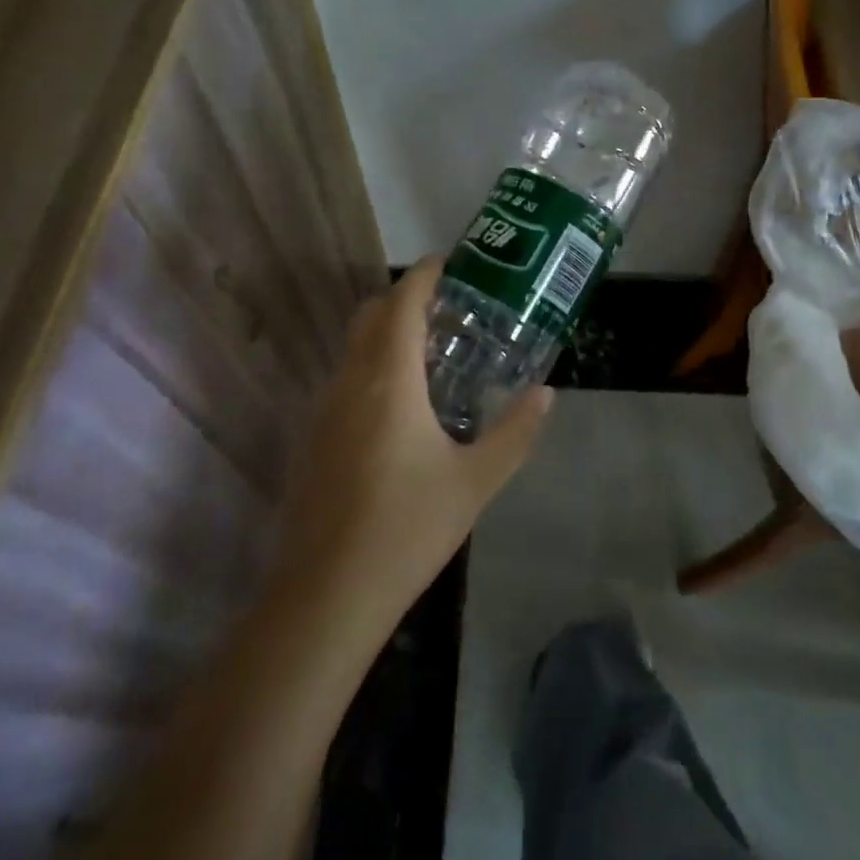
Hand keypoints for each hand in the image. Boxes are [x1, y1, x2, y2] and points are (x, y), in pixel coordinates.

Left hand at [272, 258, 551, 633]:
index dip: (425, 275)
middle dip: (405, 299)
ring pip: (353, 348)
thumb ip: (515, 431)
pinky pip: (345, 380)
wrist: (325, 596)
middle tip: (450, 308)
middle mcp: (349, 382)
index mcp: (389, 380)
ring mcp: (324, 411)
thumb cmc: (408, 528)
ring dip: (387, 334)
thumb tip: (546, 393)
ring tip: (432, 352)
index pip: (403, 303)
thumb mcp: (475, 480)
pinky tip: (401, 406)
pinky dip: (372, 367)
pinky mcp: (313, 439)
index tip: (450, 263)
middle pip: (371, 316)